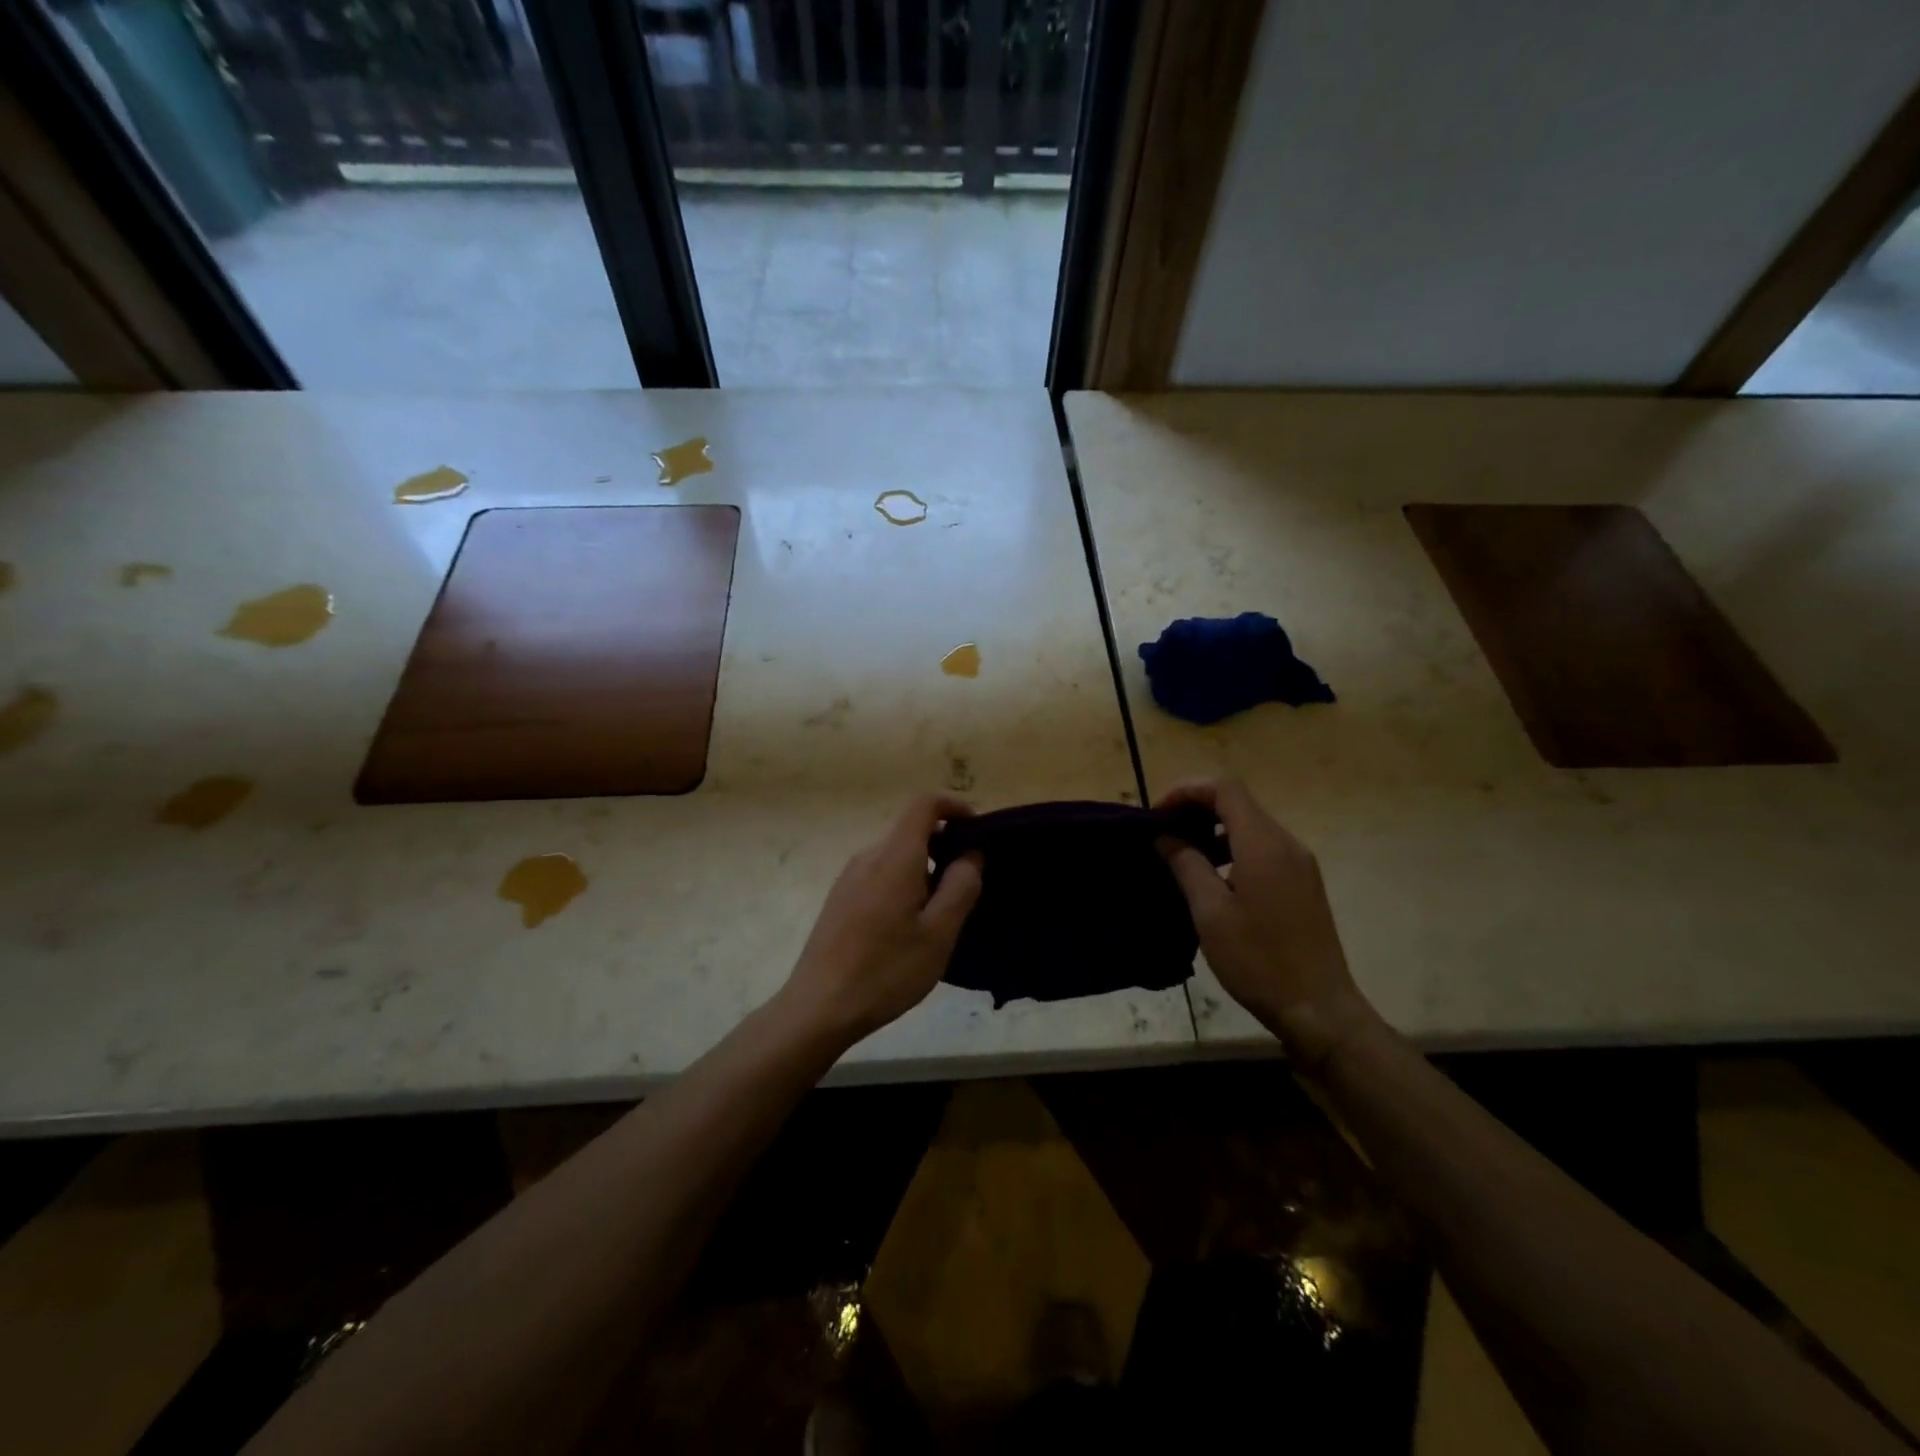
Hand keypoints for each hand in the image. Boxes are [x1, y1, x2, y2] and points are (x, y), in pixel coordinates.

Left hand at [781, 795, 983, 1043]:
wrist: (818, 1008)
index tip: (977, 830)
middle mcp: (868, 857)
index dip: (954, 805)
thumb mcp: (938, 934)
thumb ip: (960, 887)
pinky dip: (904, 885)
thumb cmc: (886, 970)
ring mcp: (849, 878)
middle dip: (944, 846)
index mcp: (894, 857)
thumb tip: (971, 853)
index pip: (924, 804)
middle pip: (911, 831)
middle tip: (968, 886)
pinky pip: (880, 876)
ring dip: (924, 871)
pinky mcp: (840, 900)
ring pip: (896, 857)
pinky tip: (909, 929)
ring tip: (941, 915)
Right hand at [1156, 779, 1377, 1068]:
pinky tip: (1213, 875)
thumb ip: (1186, 864)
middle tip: (1163, 833)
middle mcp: (1287, 843)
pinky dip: (1232, 846)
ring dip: (1213, 828)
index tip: (1157, 814)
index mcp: (1263, 844)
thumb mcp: (1210, 912)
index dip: (1186, 790)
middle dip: (1196, 807)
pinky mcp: (1303, 882)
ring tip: (1181, 853)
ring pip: (1250, 824)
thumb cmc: (1258, 960)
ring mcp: (1299, 863)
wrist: (1318, 1009)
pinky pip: (1263, 847)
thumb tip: (1165, 835)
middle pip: (1238, 802)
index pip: (1225, 788)